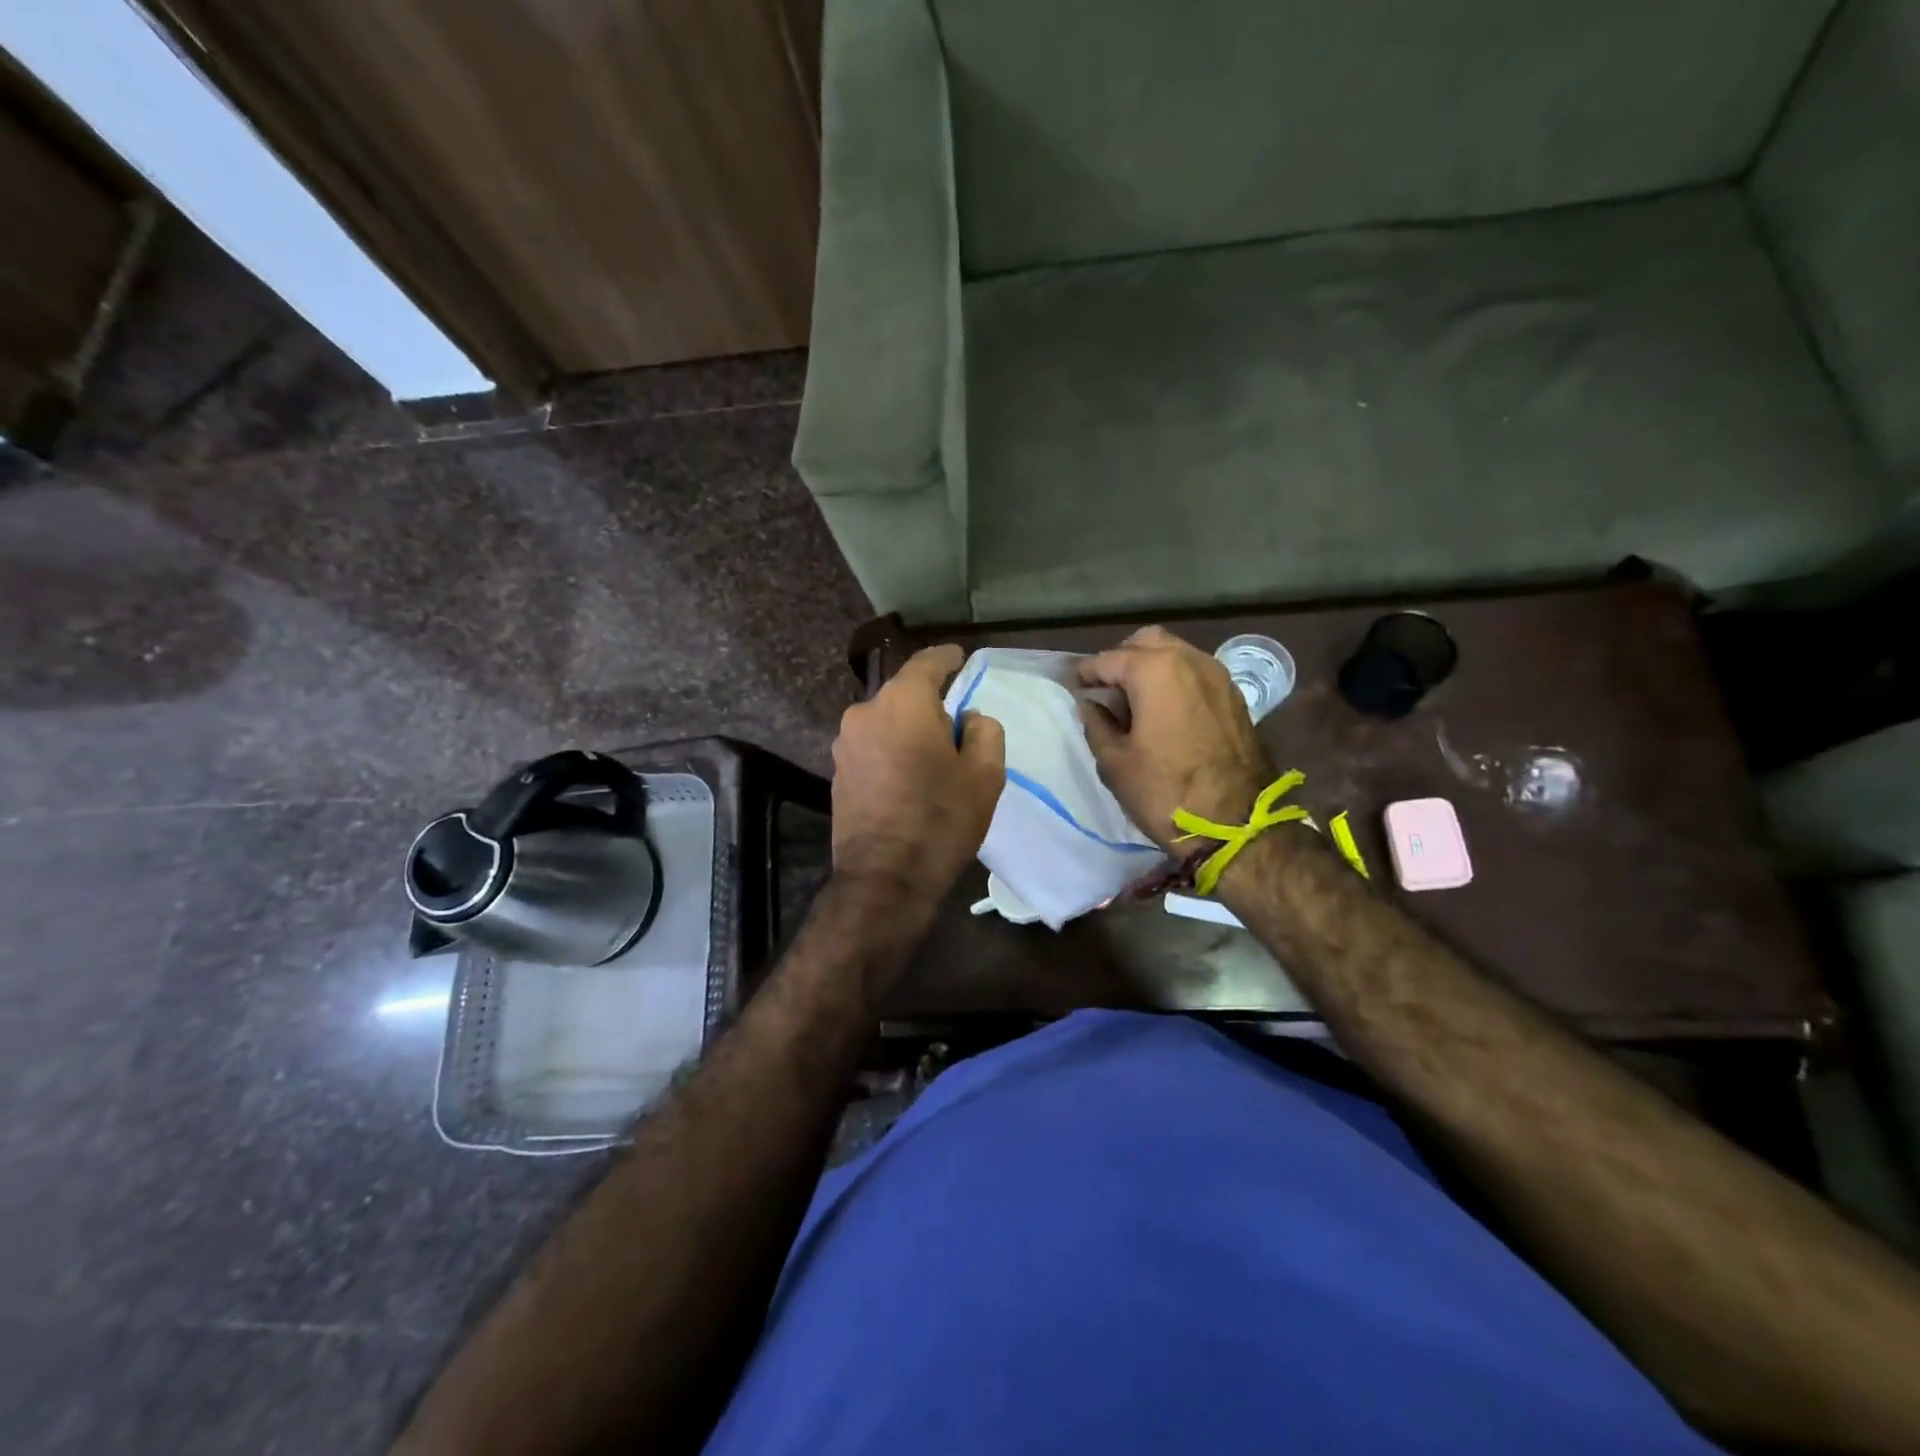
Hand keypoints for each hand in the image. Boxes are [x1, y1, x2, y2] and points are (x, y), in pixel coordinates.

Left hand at [831, 644, 1005, 905]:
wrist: (884, 879)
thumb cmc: (941, 820)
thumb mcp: (986, 774)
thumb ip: (984, 730)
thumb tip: (968, 718)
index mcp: (902, 702)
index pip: (928, 662)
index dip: (949, 658)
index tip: (962, 659)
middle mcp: (865, 711)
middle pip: (905, 694)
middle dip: (931, 704)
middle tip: (957, 729)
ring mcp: (844, 743)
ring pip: (886, 722)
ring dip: (908, 731)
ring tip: (932, 761)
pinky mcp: (837, 772)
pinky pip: (872, 747)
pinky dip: (891, 751)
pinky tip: (908, 779)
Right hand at [1078, 626, 1275, 852]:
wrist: (1237, 826)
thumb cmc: (1166, 793)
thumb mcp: (1115, 762)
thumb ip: (1096, 724)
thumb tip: (1090, 705)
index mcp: (1156, 670)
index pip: (1109, 660)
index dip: (1085, 673)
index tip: (1071, 684)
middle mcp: (1190, 661)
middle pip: (1146, 643)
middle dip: (1121, 659)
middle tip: (1104, 688)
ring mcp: (1218, 676)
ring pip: (1175, 654)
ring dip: (1150, 668)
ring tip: (1132, 700)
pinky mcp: (1234, 697)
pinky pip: (1196, 674)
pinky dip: (1175, 681)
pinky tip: (1163, 710)